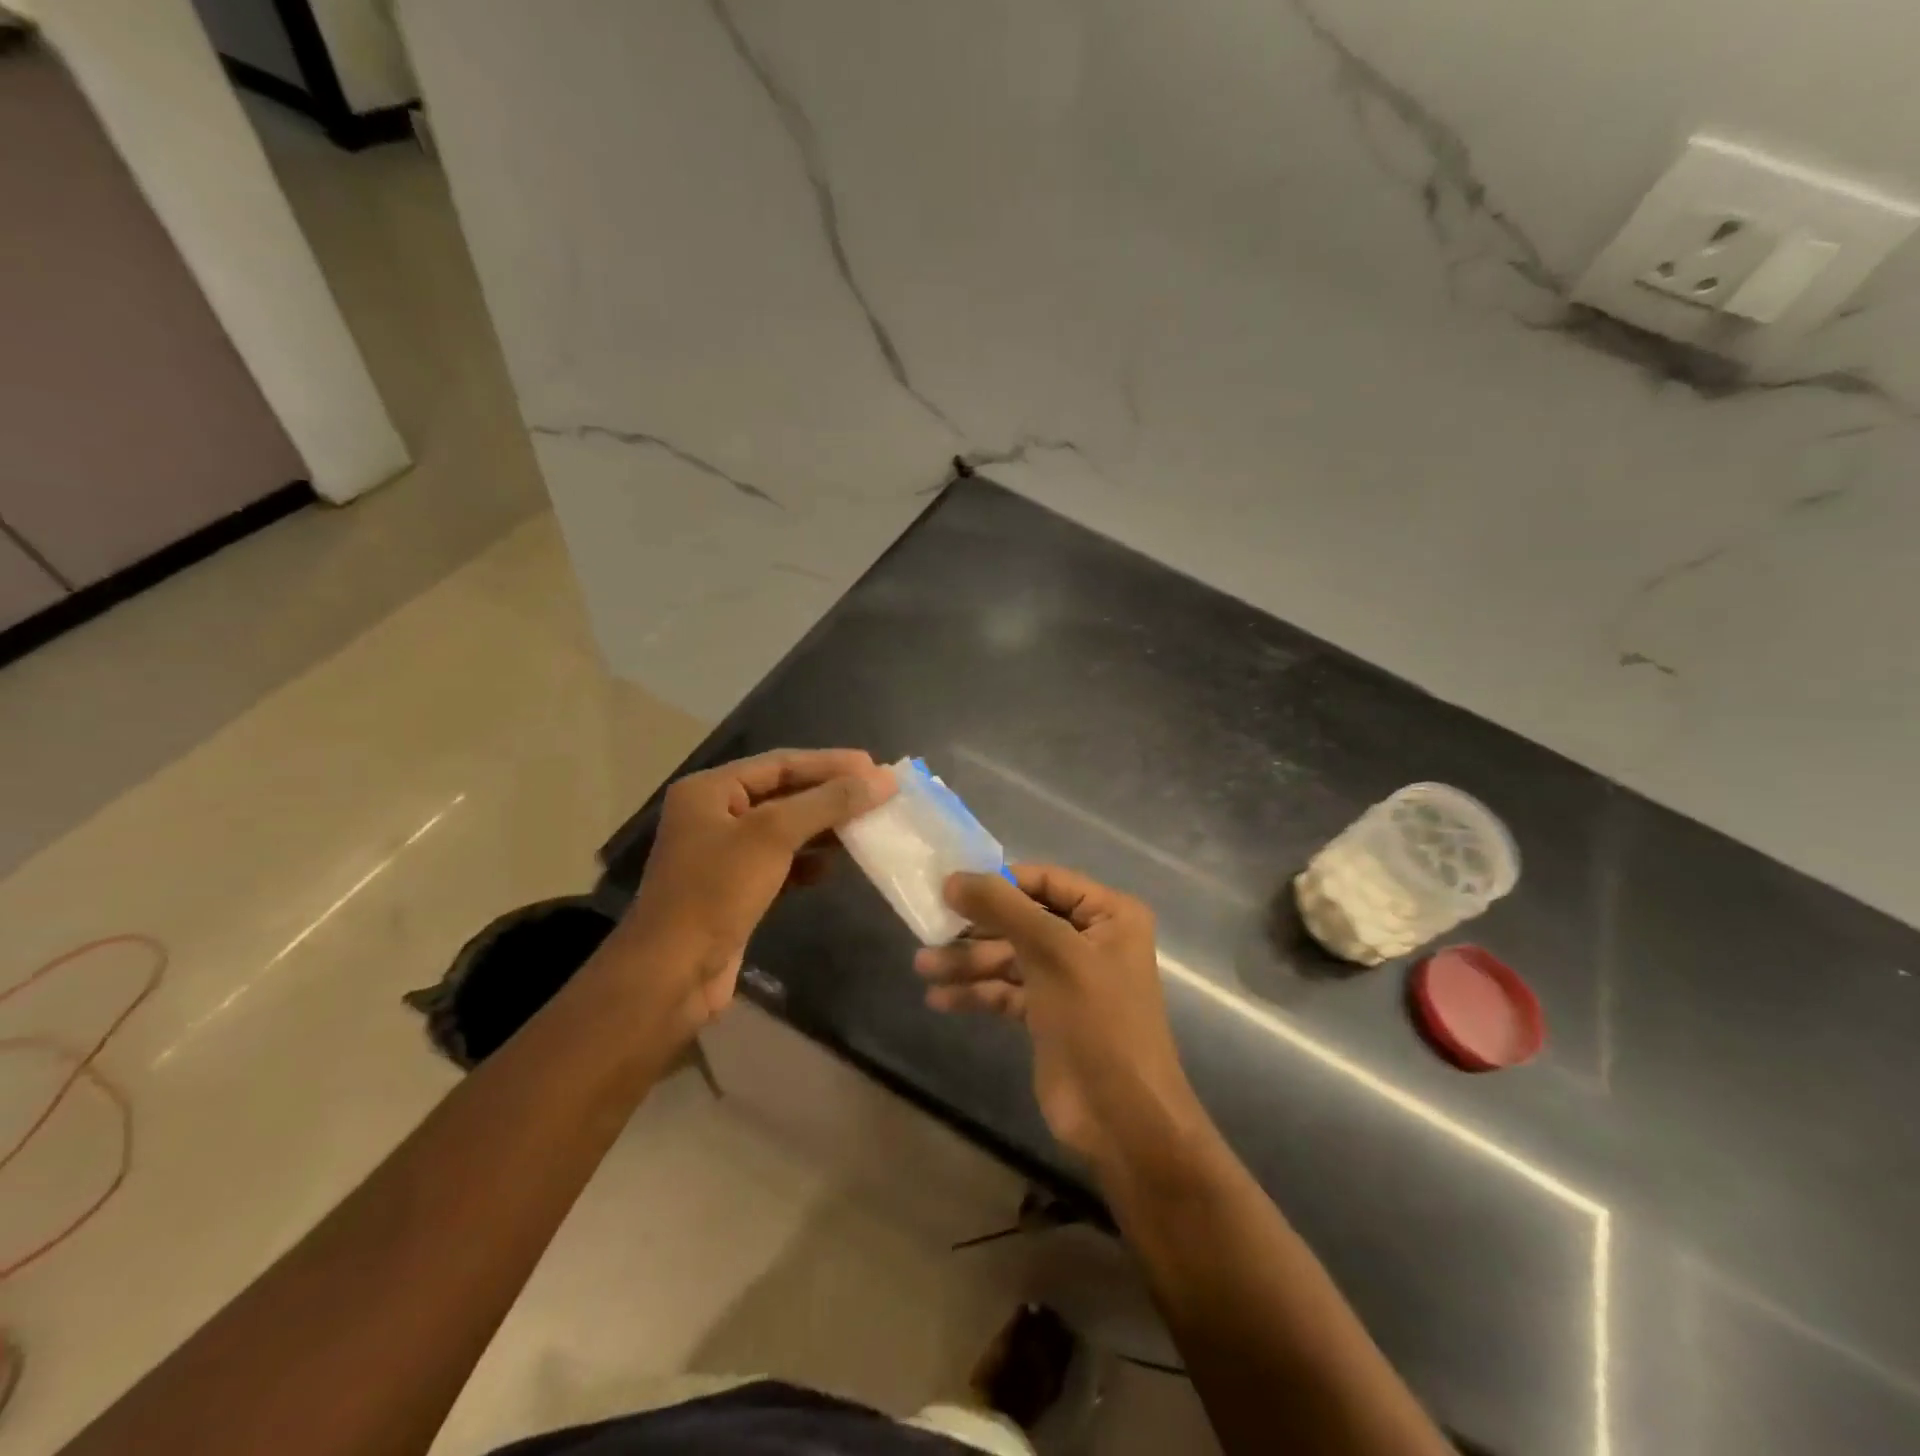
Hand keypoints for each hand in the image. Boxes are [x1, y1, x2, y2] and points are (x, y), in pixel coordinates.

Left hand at [617, 748, 895, 1031]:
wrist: (672, 974)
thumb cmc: (716, 891)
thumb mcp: (773, 836)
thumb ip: (828, 802)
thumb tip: (883, 779)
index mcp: (710, 790)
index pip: (780, 763)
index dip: (830, 763)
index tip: (875, 767)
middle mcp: (714, 815)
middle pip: (784, 793)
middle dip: (830, 794)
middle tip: (878, 794)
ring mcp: (724, 855)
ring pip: (785, 829)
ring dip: (824, 827)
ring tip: (867, 825)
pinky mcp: (735, 890)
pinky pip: (780, 863)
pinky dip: (808, 861)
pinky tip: (834, 867)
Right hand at [915, 865, 1200, 1169]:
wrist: (1122, 1119)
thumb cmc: (1097, 1021)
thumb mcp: (1052, 953)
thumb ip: (1002, 908)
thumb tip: (952, 878)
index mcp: (1108, 914)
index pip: (1044, 880)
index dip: (999, 882)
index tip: (949, 887)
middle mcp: (1089, 939)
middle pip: (1022, 919)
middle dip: (976, 928)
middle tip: (928, 929)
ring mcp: (1068, 978)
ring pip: (1010, 956)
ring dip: (968, 962)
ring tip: (922, 967)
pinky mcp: (1048, 1014)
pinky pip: (1007, 990)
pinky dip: (977, 992)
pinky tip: (940, 999)